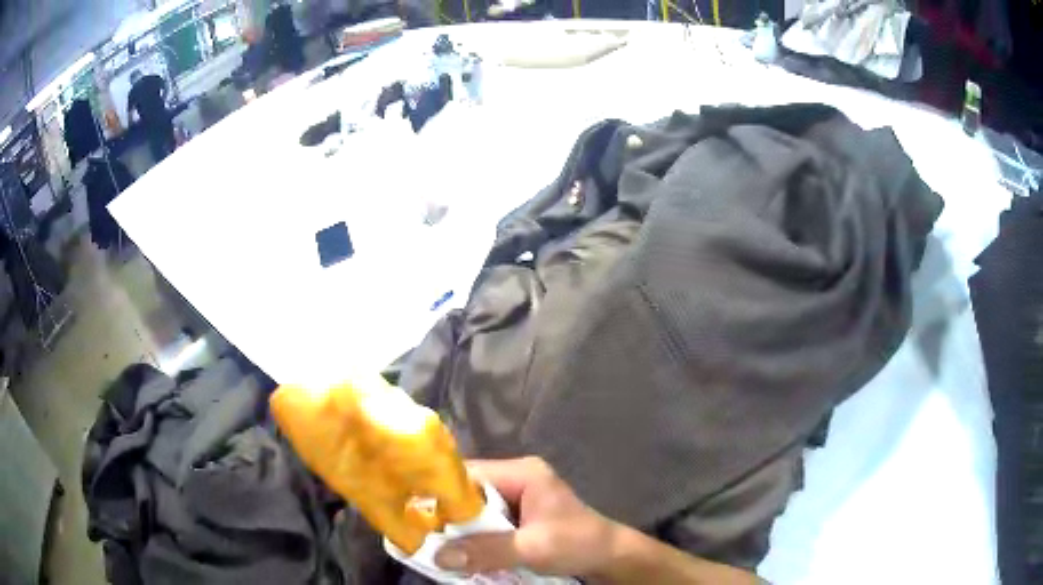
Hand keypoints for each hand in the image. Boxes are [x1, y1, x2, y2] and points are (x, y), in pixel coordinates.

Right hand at [433, 457, 617, 577]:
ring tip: (435, 545)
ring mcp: (519, 498)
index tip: (414, 511)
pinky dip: (474, 537)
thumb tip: (439, 556)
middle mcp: (517, 479)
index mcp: (522, 473)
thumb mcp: (533, 548)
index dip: (441, 492)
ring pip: (476, 509)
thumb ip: (487, 551)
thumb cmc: (577, 544)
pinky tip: (461, 551)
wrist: (610, 557)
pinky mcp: (520, 517)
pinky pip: (487, 522)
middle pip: (469, 492)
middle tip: (422, 534)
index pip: (470, 474)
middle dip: (448, 515)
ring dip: (460, 529)